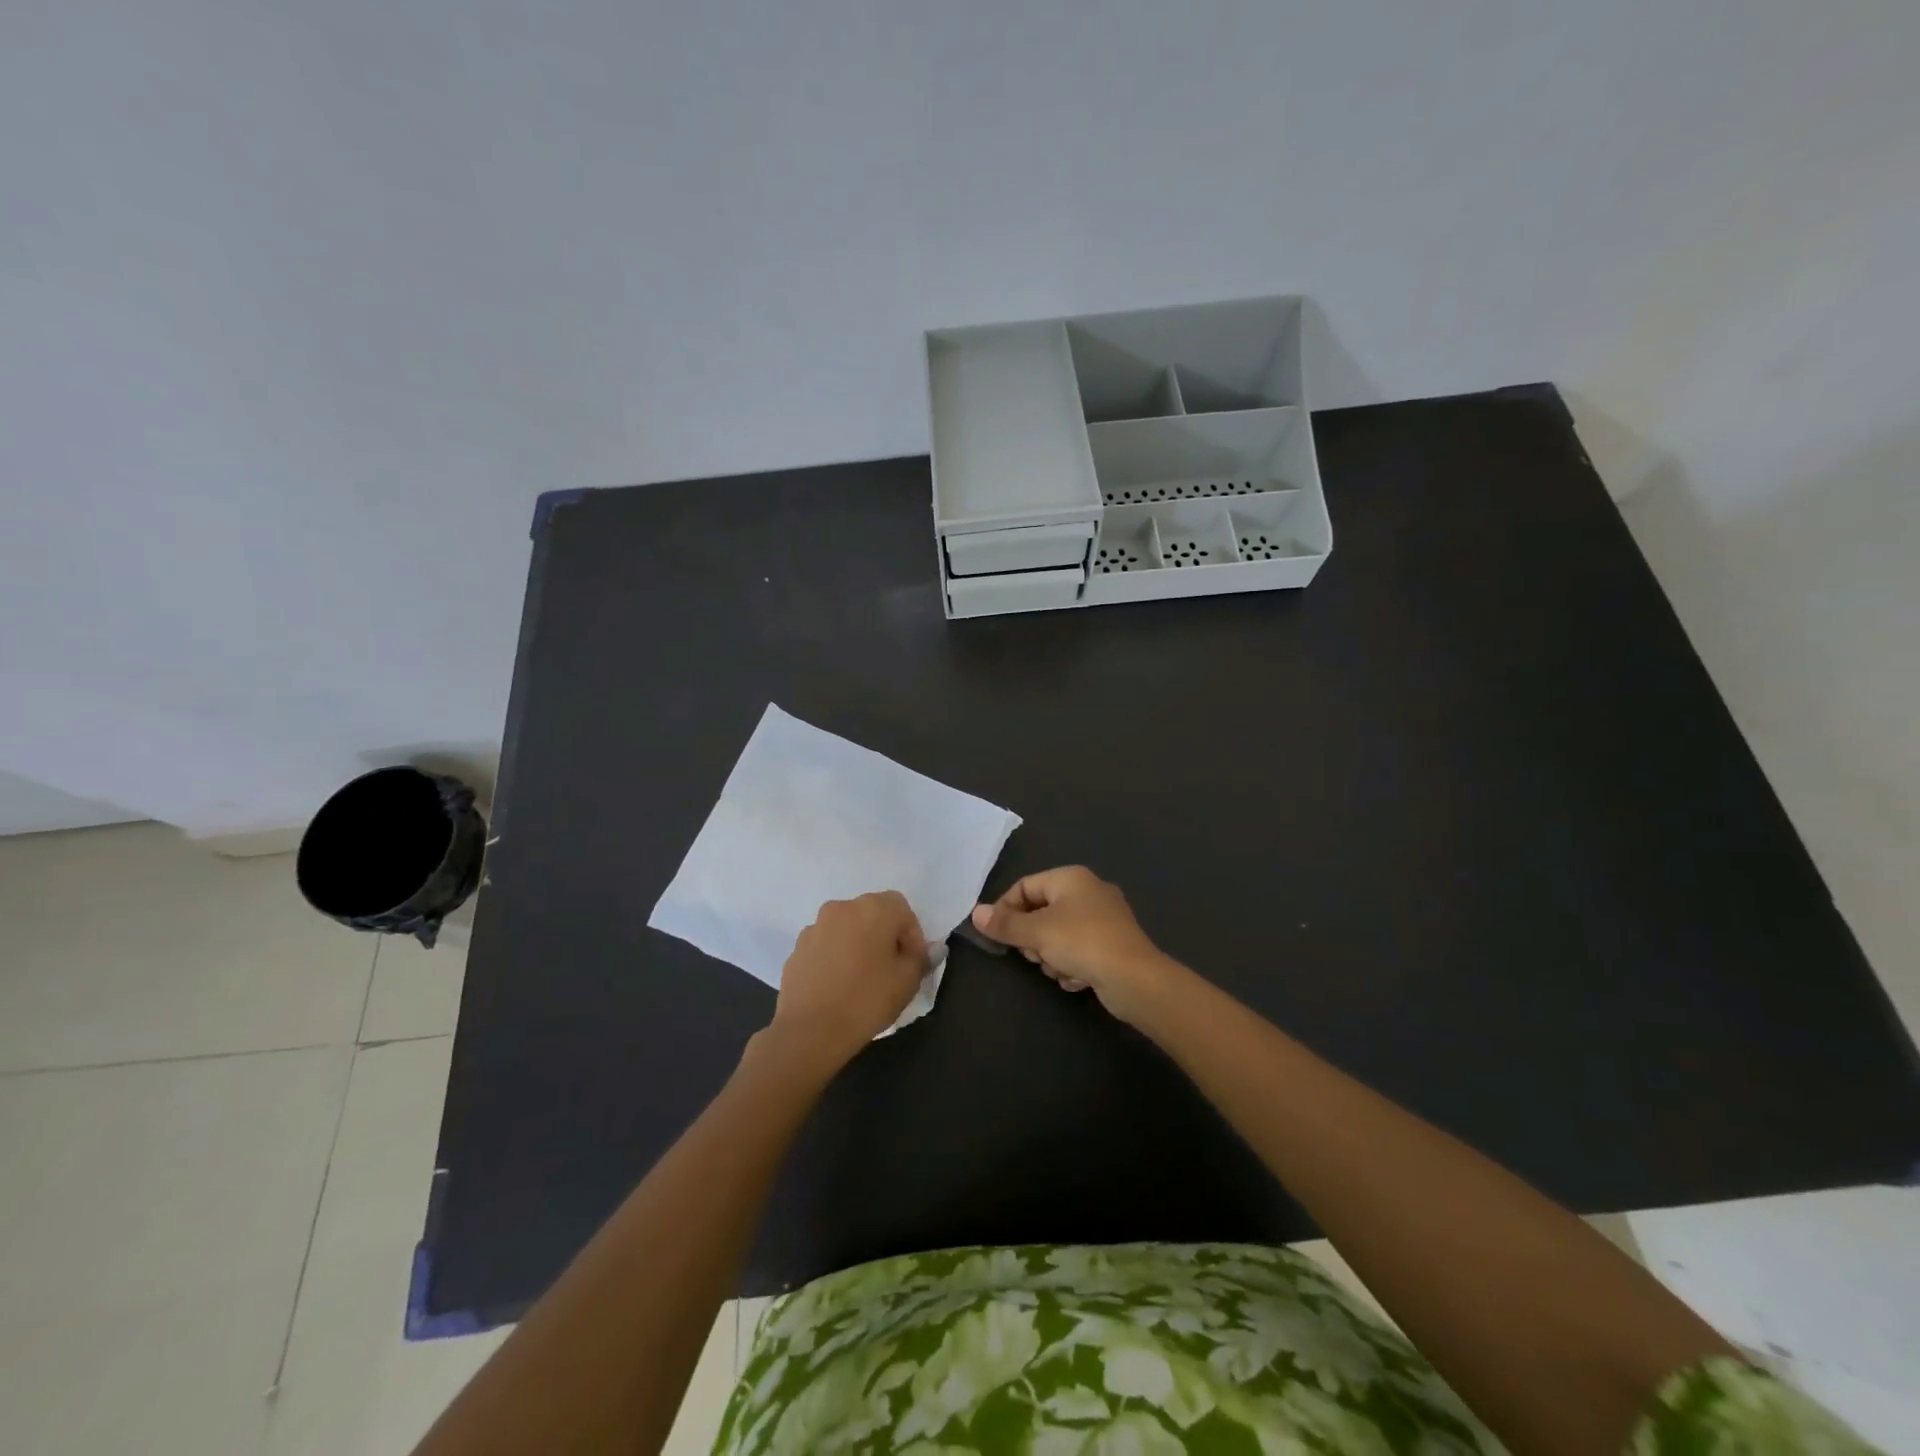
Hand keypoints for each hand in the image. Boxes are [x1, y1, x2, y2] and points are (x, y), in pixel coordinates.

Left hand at [766, 891, 928, 1067]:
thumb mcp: (907, 982)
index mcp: (873, 909)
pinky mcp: (797, 948)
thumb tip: (927, 949)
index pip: (902, 909)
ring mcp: (815, 927)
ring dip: (858, 944)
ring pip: (847, 929)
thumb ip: (920, 959)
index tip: (914, 962)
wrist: (809, 1031)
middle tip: (891, 968)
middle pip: (872, 914)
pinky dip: (836, 957)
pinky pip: (826, 945)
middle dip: (885, 936)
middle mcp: (842, 908)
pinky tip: (838, 985)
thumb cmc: (866, 1000)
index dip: (912, 935)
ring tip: (862, 978)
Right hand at [971, 866, 1180, 1024]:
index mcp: (1071, 878)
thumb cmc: (1082, 943)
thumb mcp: (1037, 932)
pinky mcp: (1112, 944)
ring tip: (1060, 970)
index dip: (1006, 909)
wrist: (1135, 979)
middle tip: (1034, 955)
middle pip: (1041, 912)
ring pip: (1058, 935)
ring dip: (1052, 957)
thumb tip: (975, 913)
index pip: (1025, 886)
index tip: (997, 935)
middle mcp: (1088, 891)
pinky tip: (1078, 979)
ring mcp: (1104, 918)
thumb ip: (1005, 923)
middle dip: (1033, 939)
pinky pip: (1079, 951)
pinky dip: (1073, 965)